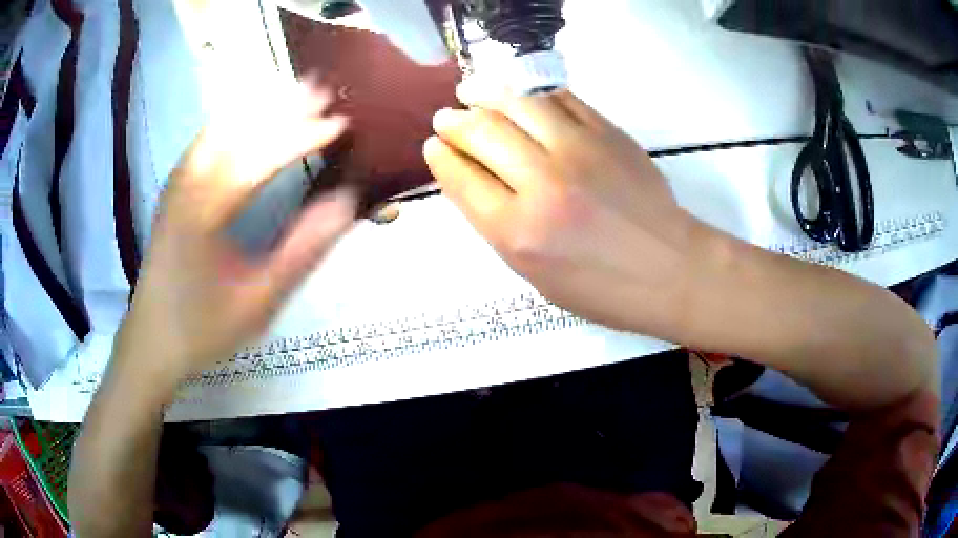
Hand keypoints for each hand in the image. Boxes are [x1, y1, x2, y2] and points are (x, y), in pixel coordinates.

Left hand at [116, 81, 356, 385]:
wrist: (151, 340)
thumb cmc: (204, 327)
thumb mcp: (259, 301)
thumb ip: (302, 251)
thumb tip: (345, 203)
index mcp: (207, 212)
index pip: (261, 157)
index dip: (302, 136)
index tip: (340, 124)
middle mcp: (188, 184)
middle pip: (239, 130)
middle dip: (282, 107)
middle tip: (322, 90)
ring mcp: (177, 183)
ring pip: (220, 128)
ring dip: (258, 107)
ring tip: (291, 92)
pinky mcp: (173, 189)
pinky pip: (205, 140)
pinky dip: (233, 120)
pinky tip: (247, 116)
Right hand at [424, 85, 700, 333]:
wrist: (671, 270)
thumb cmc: (602, 288)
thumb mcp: (535, 275)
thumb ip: (498, 225)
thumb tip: (470, 177)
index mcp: (518, 232)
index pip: (462, 178)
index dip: (441, 157)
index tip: (434, 146)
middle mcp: (543, 184)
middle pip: (482, 133)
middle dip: (454, 122)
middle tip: (446, 118)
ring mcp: (579, 151)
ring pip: (517, 103)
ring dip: (485, 93)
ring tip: (471, 91)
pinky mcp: (608, 132)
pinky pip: (559, 98)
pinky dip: (531, 93)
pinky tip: (519, 96)